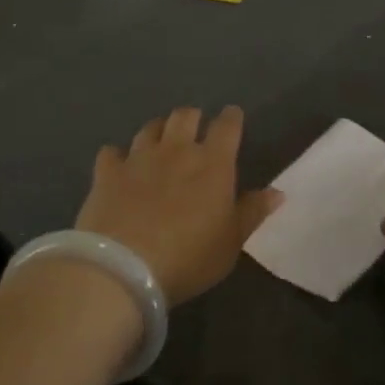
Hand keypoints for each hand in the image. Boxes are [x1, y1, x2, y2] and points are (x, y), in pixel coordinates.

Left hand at [75, 106, 281, 304]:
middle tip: (195, 129)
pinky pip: (111, 153)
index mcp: (212, 163)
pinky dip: (117, 156)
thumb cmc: (188, 257)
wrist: (123, 268)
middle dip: (193, 117)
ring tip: (160, 139)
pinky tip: (118, 164)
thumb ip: (252, 213)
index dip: (231, 118)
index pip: (227, 126)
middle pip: (185, 116)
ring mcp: (139, 158)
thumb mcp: (231, 243)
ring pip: (150, 128)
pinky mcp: (107, 173)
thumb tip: (277, 192)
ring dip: (158, 130)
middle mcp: (176, 150)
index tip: (233, 117)